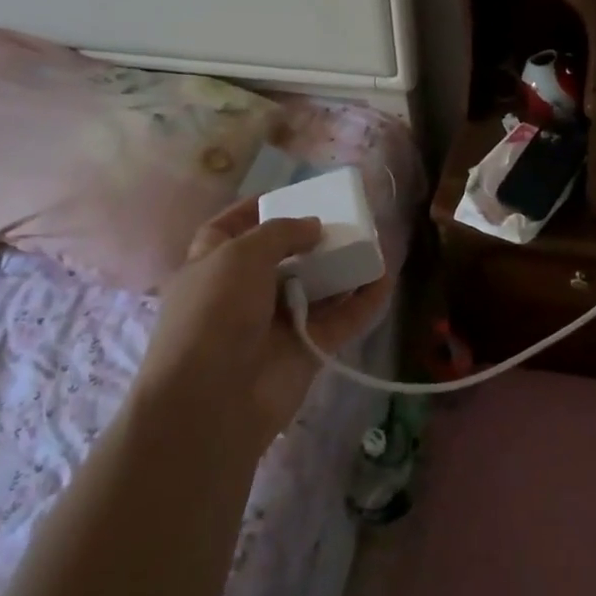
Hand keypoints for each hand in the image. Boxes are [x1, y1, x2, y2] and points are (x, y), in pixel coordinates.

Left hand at [139, 198, 389, 444]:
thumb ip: (281, 232)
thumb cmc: (214, 313)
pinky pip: (341, 320)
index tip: (286, 195)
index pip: (226, 230)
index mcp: (210, 268)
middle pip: (280, 259)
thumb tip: (313, 226)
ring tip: (371, 242)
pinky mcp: (307, 350)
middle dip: (308, 240)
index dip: (251, 211)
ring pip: (316, 289)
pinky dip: (364, 301)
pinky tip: (385, 278)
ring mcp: (276, 325)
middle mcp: (241, 295)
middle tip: (342, 218)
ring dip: (341, 268)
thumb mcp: (239, 255)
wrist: (213, 399)